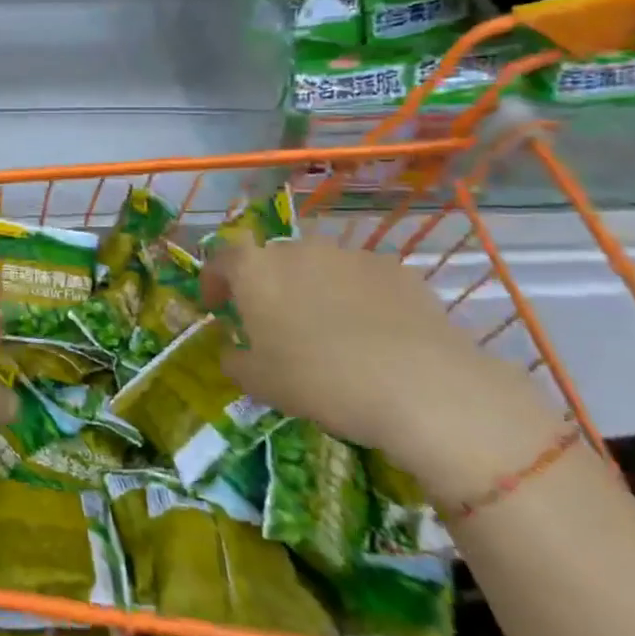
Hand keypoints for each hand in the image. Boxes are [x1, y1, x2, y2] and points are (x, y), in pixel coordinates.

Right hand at [203, 240, 559, 498]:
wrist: (420, 386)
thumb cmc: (319, 380)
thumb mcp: (260, 383)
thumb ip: (235, 361)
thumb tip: (232, 352)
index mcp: (255, 270)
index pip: (221, 259)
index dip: (213, 281)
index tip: (215, 307)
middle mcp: (298, 249)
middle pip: (272, 260)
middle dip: (268, 286)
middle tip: (274, 324)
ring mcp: (349, 255)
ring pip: (319, 267)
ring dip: (313, 290)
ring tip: (329, 331)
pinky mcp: (395, 269)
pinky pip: (362, 279)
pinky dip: (358, 298)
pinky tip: (373, 335)